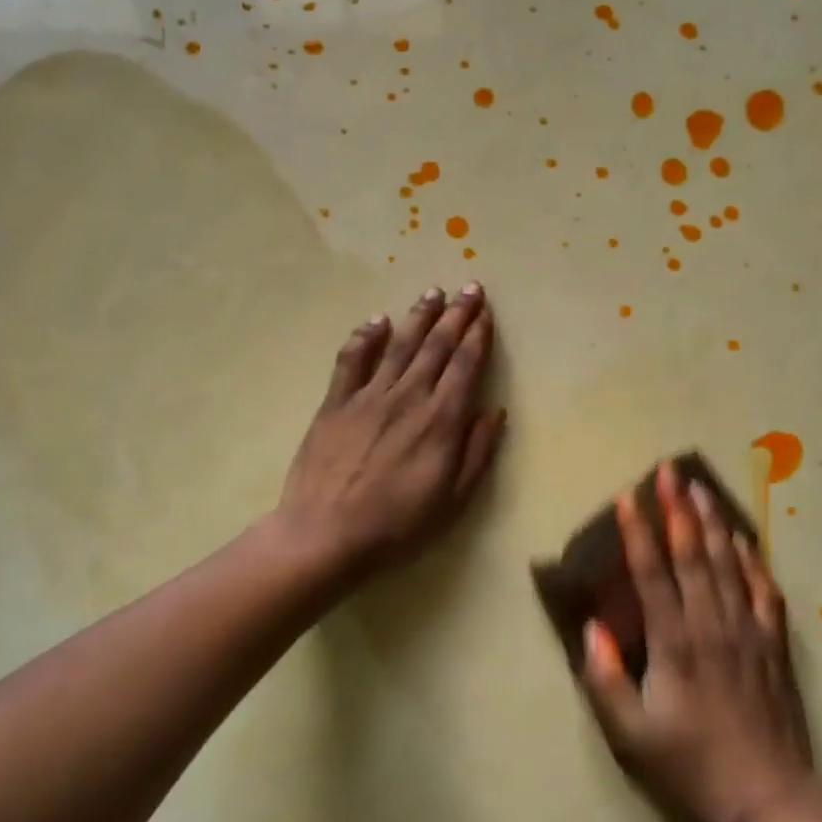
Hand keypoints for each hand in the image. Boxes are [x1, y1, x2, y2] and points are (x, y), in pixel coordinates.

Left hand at [276, 283, 504, 576]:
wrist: (326, 533)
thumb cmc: (398, 524)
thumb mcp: (453, 499)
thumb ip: (478, 452)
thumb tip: (495, 411)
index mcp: (441, 421)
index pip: (466, 366)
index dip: (478, 336)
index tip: (486, 313)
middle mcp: (409, 397)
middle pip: (437, 346)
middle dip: (457, 315)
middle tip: (470, 288)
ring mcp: (369, 396)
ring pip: (400, 345)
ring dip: (419, 316)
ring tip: (434, 292)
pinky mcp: (336, 403)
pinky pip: (352, 360)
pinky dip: (365, 336)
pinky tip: (378, 320)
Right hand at [579, 460, 815, 821]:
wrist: (768, 799)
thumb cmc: (690, 765)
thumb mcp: (630, 735)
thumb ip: (605, 678)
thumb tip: (592, 627)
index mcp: (675, 643)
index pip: (652, 574)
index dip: (638, 533)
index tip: (626, 497)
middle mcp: (712, 625)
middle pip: (694, 555)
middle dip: (678, 509)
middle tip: (669, 471)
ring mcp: (748, 632)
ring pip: (729, 564)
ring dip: (713, 523)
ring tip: (701, 488)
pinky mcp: (774, 645)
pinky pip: (763, 590)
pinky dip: (753, 560)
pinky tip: (744, 539)